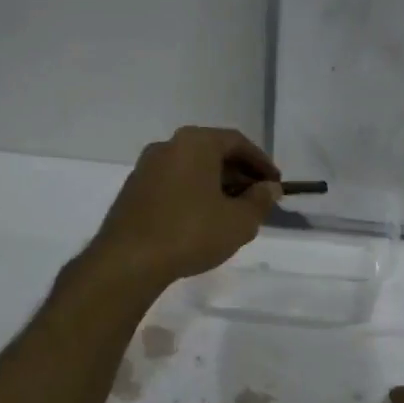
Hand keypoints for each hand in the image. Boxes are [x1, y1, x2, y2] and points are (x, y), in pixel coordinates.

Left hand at [92, 126, 281, 286]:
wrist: (128, 261)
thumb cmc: (191, 233)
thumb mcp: (239, 221)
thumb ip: (260, 200)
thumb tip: (270, 188)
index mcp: (195, 143)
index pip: (237, 142)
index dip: (261, 162)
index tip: (275, 183)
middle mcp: (168, 146)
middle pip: (212, 152)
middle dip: (238, 174)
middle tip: (257, 198)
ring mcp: (146, 167)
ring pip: (191, 169)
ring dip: (216, 185)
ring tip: (232, 212)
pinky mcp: (133, 190)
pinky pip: (173, 183)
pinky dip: (193, 194)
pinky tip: (202, 220)